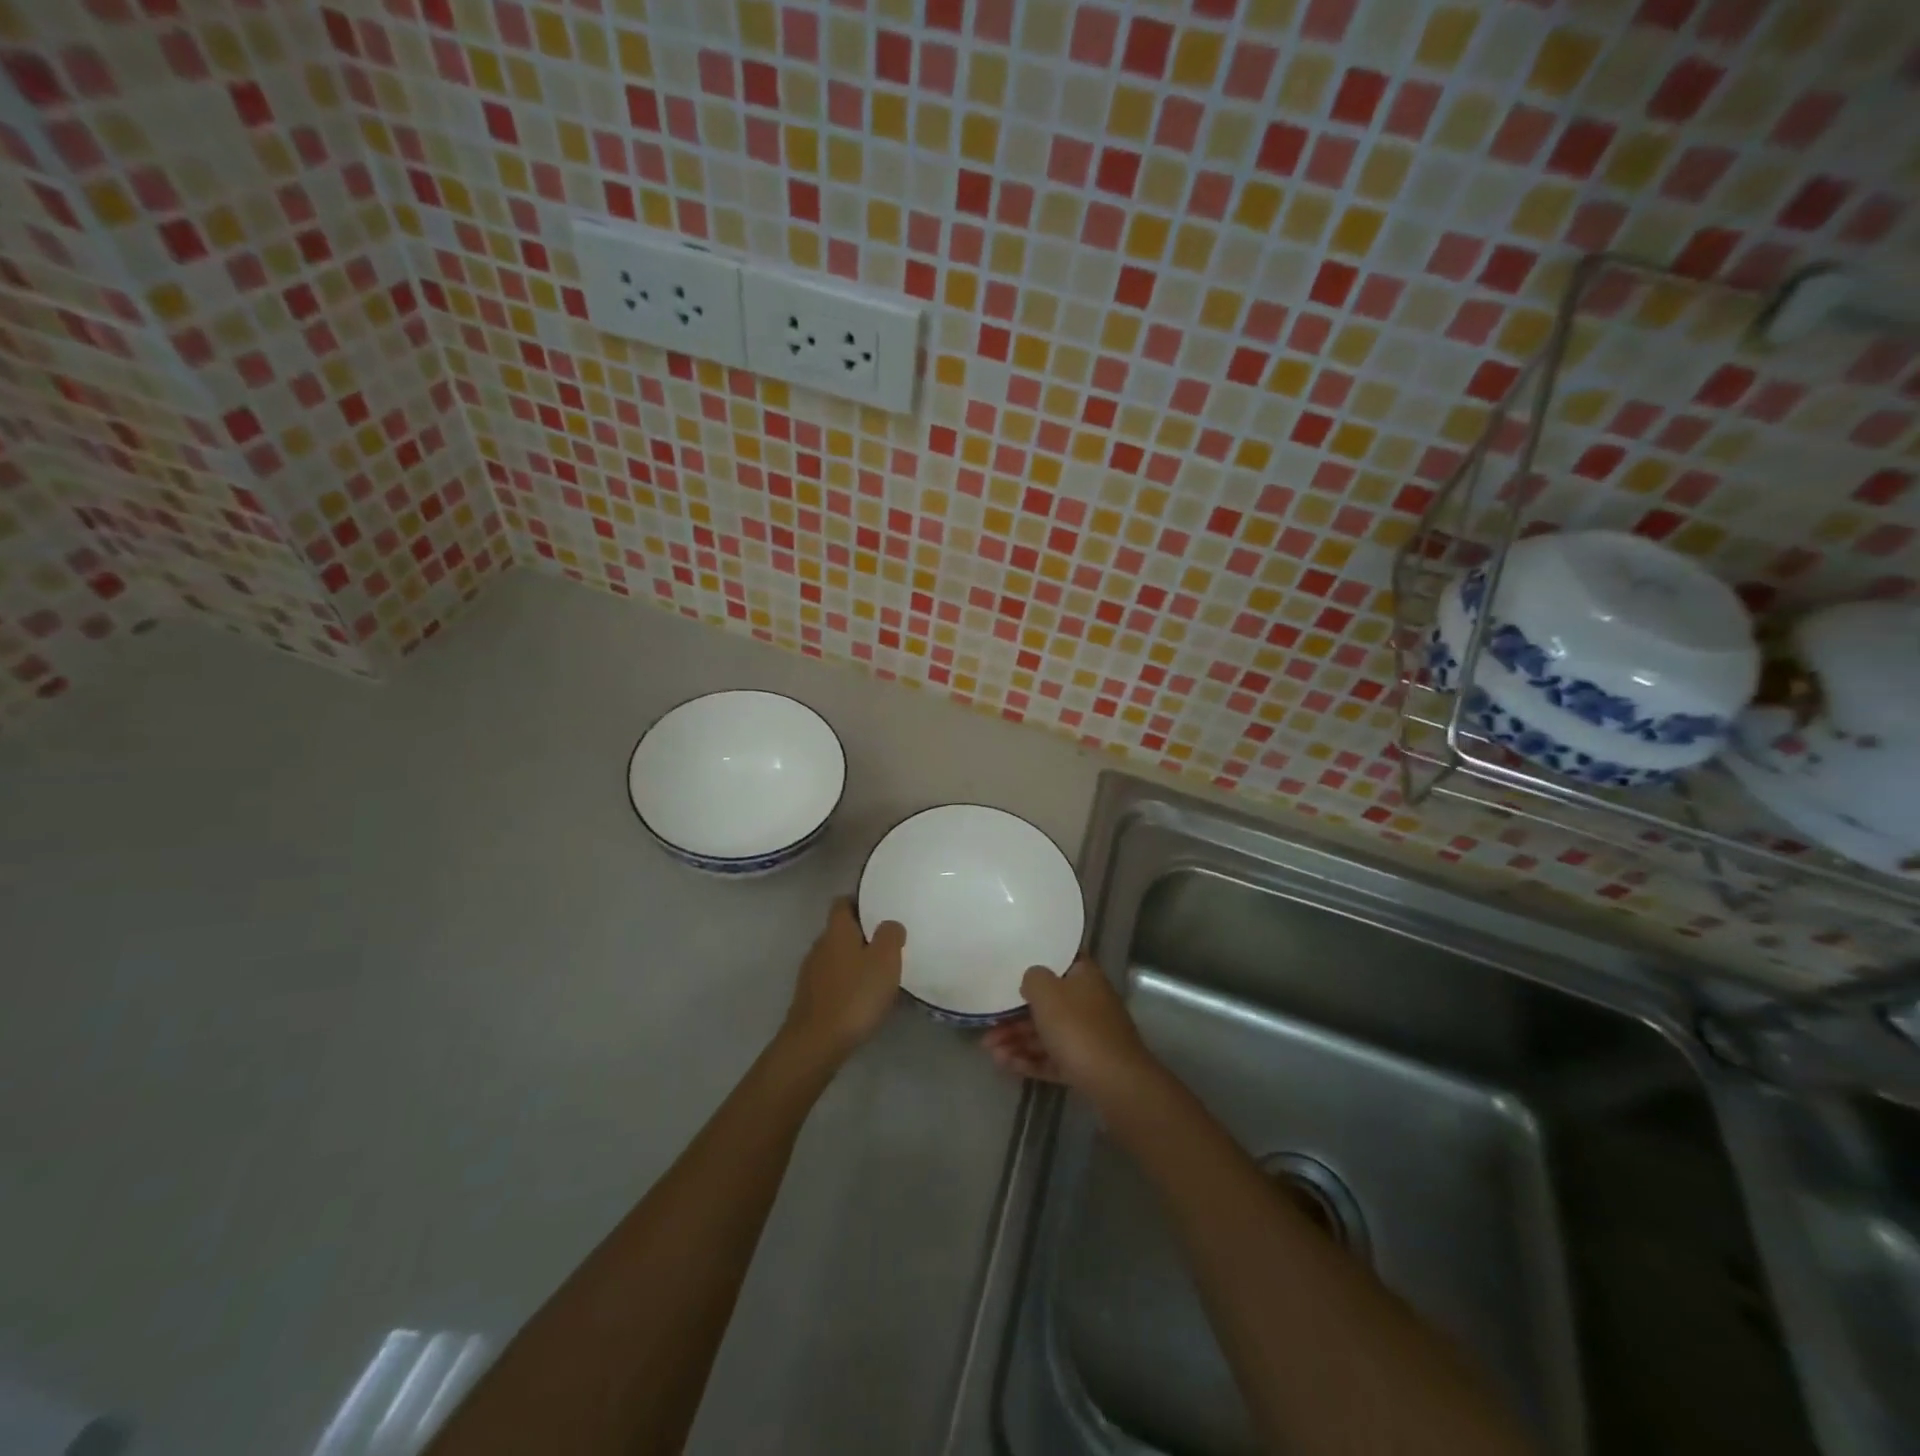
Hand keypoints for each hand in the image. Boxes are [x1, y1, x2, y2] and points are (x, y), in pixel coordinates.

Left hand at [781, 898, 904, 1064]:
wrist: (815, 1043)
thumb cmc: (855, 995)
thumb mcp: (885, 960)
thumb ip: (890, 935)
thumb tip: (890, 924)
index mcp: (836, 931)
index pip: (843, 903)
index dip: (860, 902)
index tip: (879, 909)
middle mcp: (819, 946)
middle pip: (839, 931)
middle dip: (861, 934)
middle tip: (886, 944)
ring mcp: (810, 973)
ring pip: (835, 956)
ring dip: (853, 960)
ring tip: (877, 973)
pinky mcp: (809, 998)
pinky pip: (831, 980)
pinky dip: (846, 983)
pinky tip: (861, 998)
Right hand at [982, 958, 1157, 1102]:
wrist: (1115, 1084)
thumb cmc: (1078, 1028)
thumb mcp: (1047, 993)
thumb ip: (1033, 978)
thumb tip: (1032, 979)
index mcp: (1085, 977)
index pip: (1061, 962)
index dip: (1037, 963)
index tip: (1011, 969)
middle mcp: (1089, 1002)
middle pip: (1048, 1003)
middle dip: (1015, 1016)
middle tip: (988, 1026)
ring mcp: (1089, 1036)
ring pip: (1047, 1033)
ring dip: (1017, 1040)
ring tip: (990, 1052)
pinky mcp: (1085, 1066)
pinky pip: (1053, 1058)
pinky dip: (1030, 1060)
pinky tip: (1006, 1066)